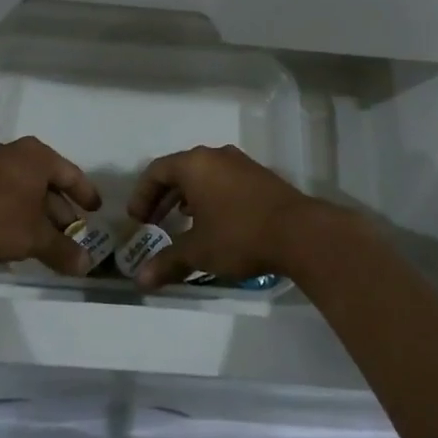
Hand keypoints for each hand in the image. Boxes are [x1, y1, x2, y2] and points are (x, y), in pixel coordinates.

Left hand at [0, 137, 101, 274]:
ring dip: (37, 213)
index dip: (85, 194)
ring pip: (24, 189)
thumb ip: (62, 250)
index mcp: (37, 156)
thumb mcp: (34, 237)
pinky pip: (4, 193)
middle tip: (73, 232)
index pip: (71, 174)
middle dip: (60, 209)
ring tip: (46, 239)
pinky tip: (16, 234)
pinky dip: (16, 211)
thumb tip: (86, 266)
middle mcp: (15, 153)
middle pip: (47, 181)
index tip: (96, 210)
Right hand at [126, 144, 332, 290]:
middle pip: (179, 170)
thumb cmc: (239, 235)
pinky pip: (224, 180)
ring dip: (187, 197)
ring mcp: (241, 164)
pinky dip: (210, 197)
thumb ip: (167, 262)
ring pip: (204, 175)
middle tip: (154, 222)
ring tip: (182, 222)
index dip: (142, 195)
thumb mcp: (198, 251)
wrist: (300, 232)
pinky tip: (215, 222)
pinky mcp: (260, 177)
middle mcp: (216, 156)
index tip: (137, 220)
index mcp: (195, 164)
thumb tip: (140, 281)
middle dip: (163, 196)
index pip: (156, 171)